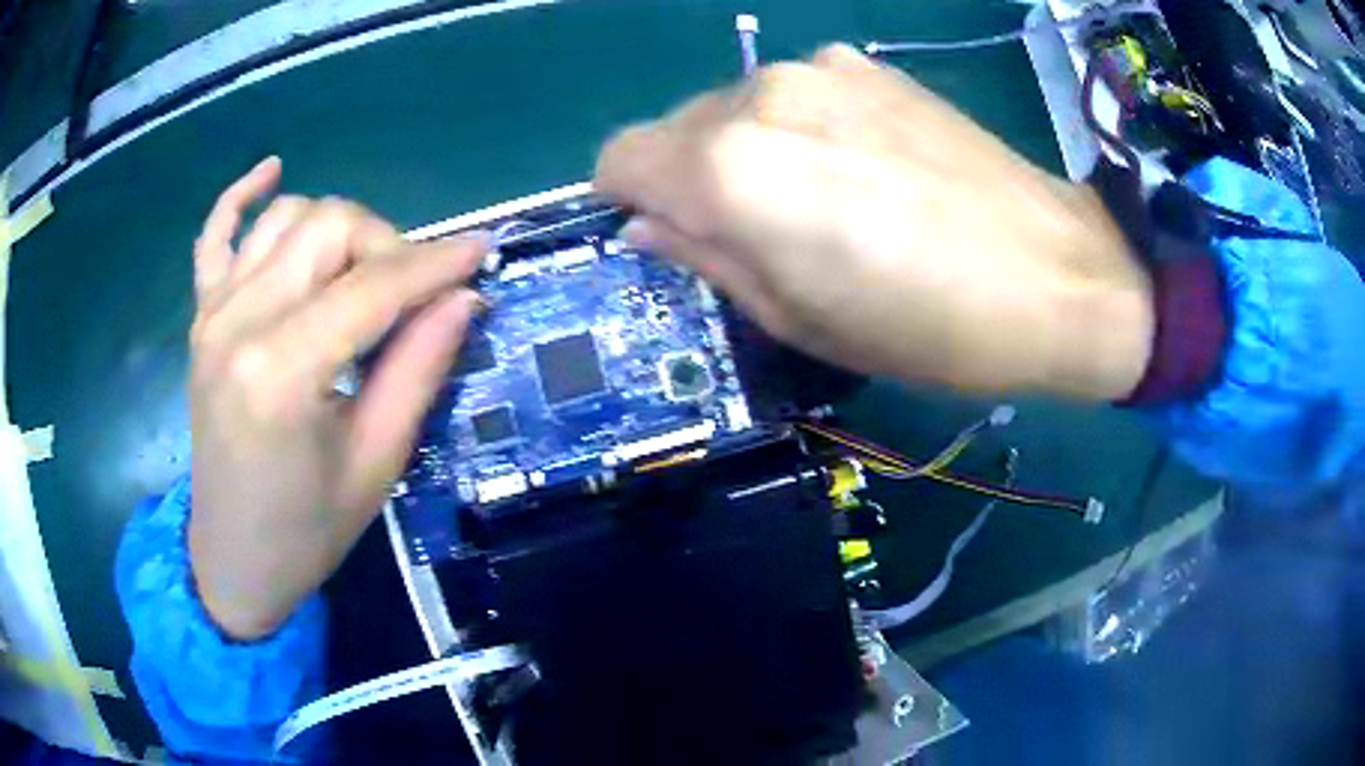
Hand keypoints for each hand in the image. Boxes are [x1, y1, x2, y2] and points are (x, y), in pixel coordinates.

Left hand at [189, 158, 485, 638]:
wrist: (232, 558)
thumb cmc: (307, 530)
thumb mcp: (376, 463)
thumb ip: (418, 369)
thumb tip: (464, 296)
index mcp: (282, 372)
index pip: (373, 286)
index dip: (436, 264)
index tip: (483, 252)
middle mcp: (239, 322)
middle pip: (328, 225)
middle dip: (387, 244)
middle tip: (415, 294)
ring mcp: (213, 313)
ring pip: (287, 217)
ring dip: (338, 230)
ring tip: (362, 275)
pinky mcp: (201, 318)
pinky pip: (216, 233)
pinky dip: (243, 195)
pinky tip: (272, 173)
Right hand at [595, 45, 1153, 399]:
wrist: (1057, 275)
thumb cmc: (927, 326)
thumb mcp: (800, 320)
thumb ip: (707, 259)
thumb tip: (648, 225)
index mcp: (730, 168)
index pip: (617, 158)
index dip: (628, 201)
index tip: (669, 235)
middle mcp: (760, 95)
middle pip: (674, 128)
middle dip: (691, 179)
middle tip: (758, 235)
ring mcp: (820, 69)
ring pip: (734, 107)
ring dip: (747, 152)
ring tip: (824, 203)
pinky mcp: (869, 66)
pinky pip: (794, 94)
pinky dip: (799, 128)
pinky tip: (864, 168)